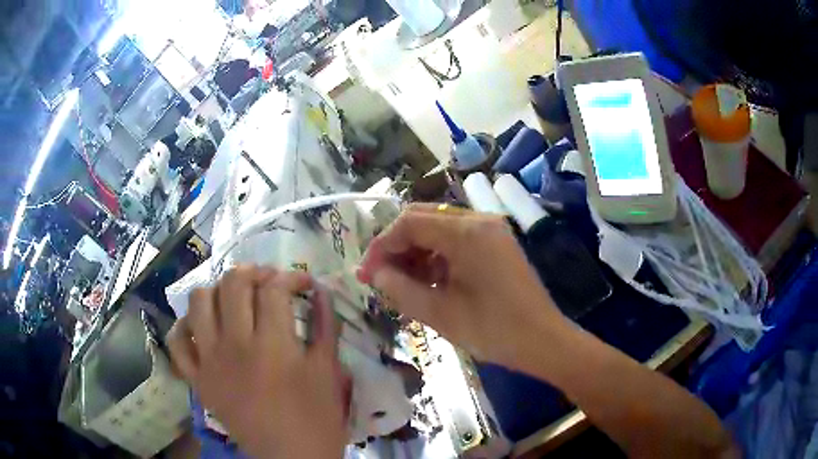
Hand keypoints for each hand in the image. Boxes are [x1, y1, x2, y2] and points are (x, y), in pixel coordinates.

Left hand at [167, 266, 348, 458]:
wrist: (290, 458)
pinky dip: (185, 327)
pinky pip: (177, 342)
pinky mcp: (197, 379)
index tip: (304, 285)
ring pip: (199, 302)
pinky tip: (202, 328)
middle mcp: (235, 345)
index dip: (292, 278)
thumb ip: (326, 328)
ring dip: (217, 291)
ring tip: (234, 301)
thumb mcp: (329, 373)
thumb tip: (322, 292)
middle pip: (233, 284)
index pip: (275, 288)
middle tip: (269, 283)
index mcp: (273, 345)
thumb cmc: (317, 419)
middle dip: (254, 273)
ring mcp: (209, 361)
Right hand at [357, 204, 570, 370]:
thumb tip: (374, 274)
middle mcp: (479, 220)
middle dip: (397, 246)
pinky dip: (437, 256)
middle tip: (380, 277)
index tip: (366, 274)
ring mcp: (491, 229)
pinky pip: (457, 239)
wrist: (543, 341)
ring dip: (416, 251)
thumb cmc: (492, 331)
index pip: (408, 223)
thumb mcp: (439, 313)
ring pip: (439, 228)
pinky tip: (430, 280)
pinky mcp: (497, 242)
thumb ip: (399, 289)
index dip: (381, 246)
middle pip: (423, 218)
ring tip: (404, 284)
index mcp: (466, 233)